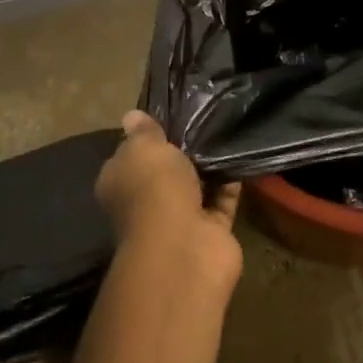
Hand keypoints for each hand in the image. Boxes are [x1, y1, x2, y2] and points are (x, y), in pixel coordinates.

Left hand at [95, 111, 242, 287]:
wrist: (183, 245)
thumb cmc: (153, 188)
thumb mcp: (143, 148)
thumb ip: (143, 132)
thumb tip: (132, 116)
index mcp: (120, 184)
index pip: (130, 157)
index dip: (146, 137)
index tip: (167, 116)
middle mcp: (145, 204)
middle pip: (164, 173)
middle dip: (182, 152)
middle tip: (203, 118)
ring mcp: (179, 220)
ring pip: (195, 186)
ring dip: (209, 167)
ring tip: (226, 129)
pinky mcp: (210, 230)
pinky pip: (222, 200)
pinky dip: (231, 182)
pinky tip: (242, 154)